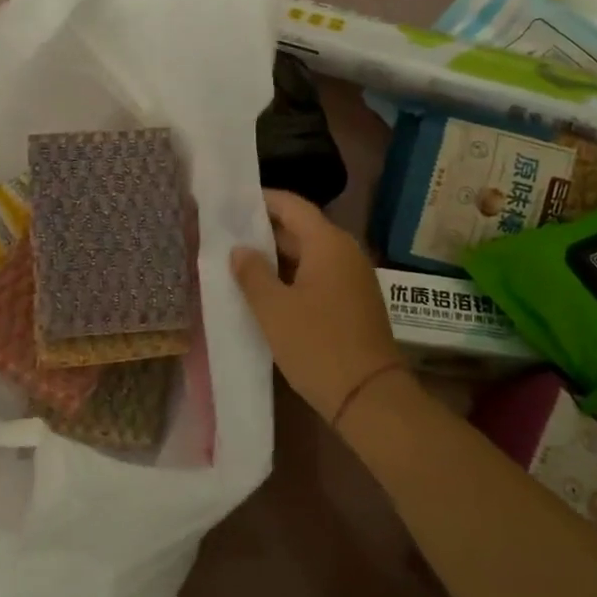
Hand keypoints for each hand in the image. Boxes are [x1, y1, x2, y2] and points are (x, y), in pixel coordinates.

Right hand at [230, 189, 411, 421]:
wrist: (369, 397)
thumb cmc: (317, 345)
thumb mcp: (274, 309)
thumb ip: (252, 274)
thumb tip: (239, 249)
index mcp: (328, 243)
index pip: (292, 205)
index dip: (262, 200)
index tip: (231, 201)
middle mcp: (345, 252)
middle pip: (301, 228)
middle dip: (265, 230)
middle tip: (226, 233)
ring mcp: (353, 277)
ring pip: (309, 254)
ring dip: (278, 256)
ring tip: (239, 261)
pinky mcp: (354, 301)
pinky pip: (319, 275)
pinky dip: (293, 275)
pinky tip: (268, 290)